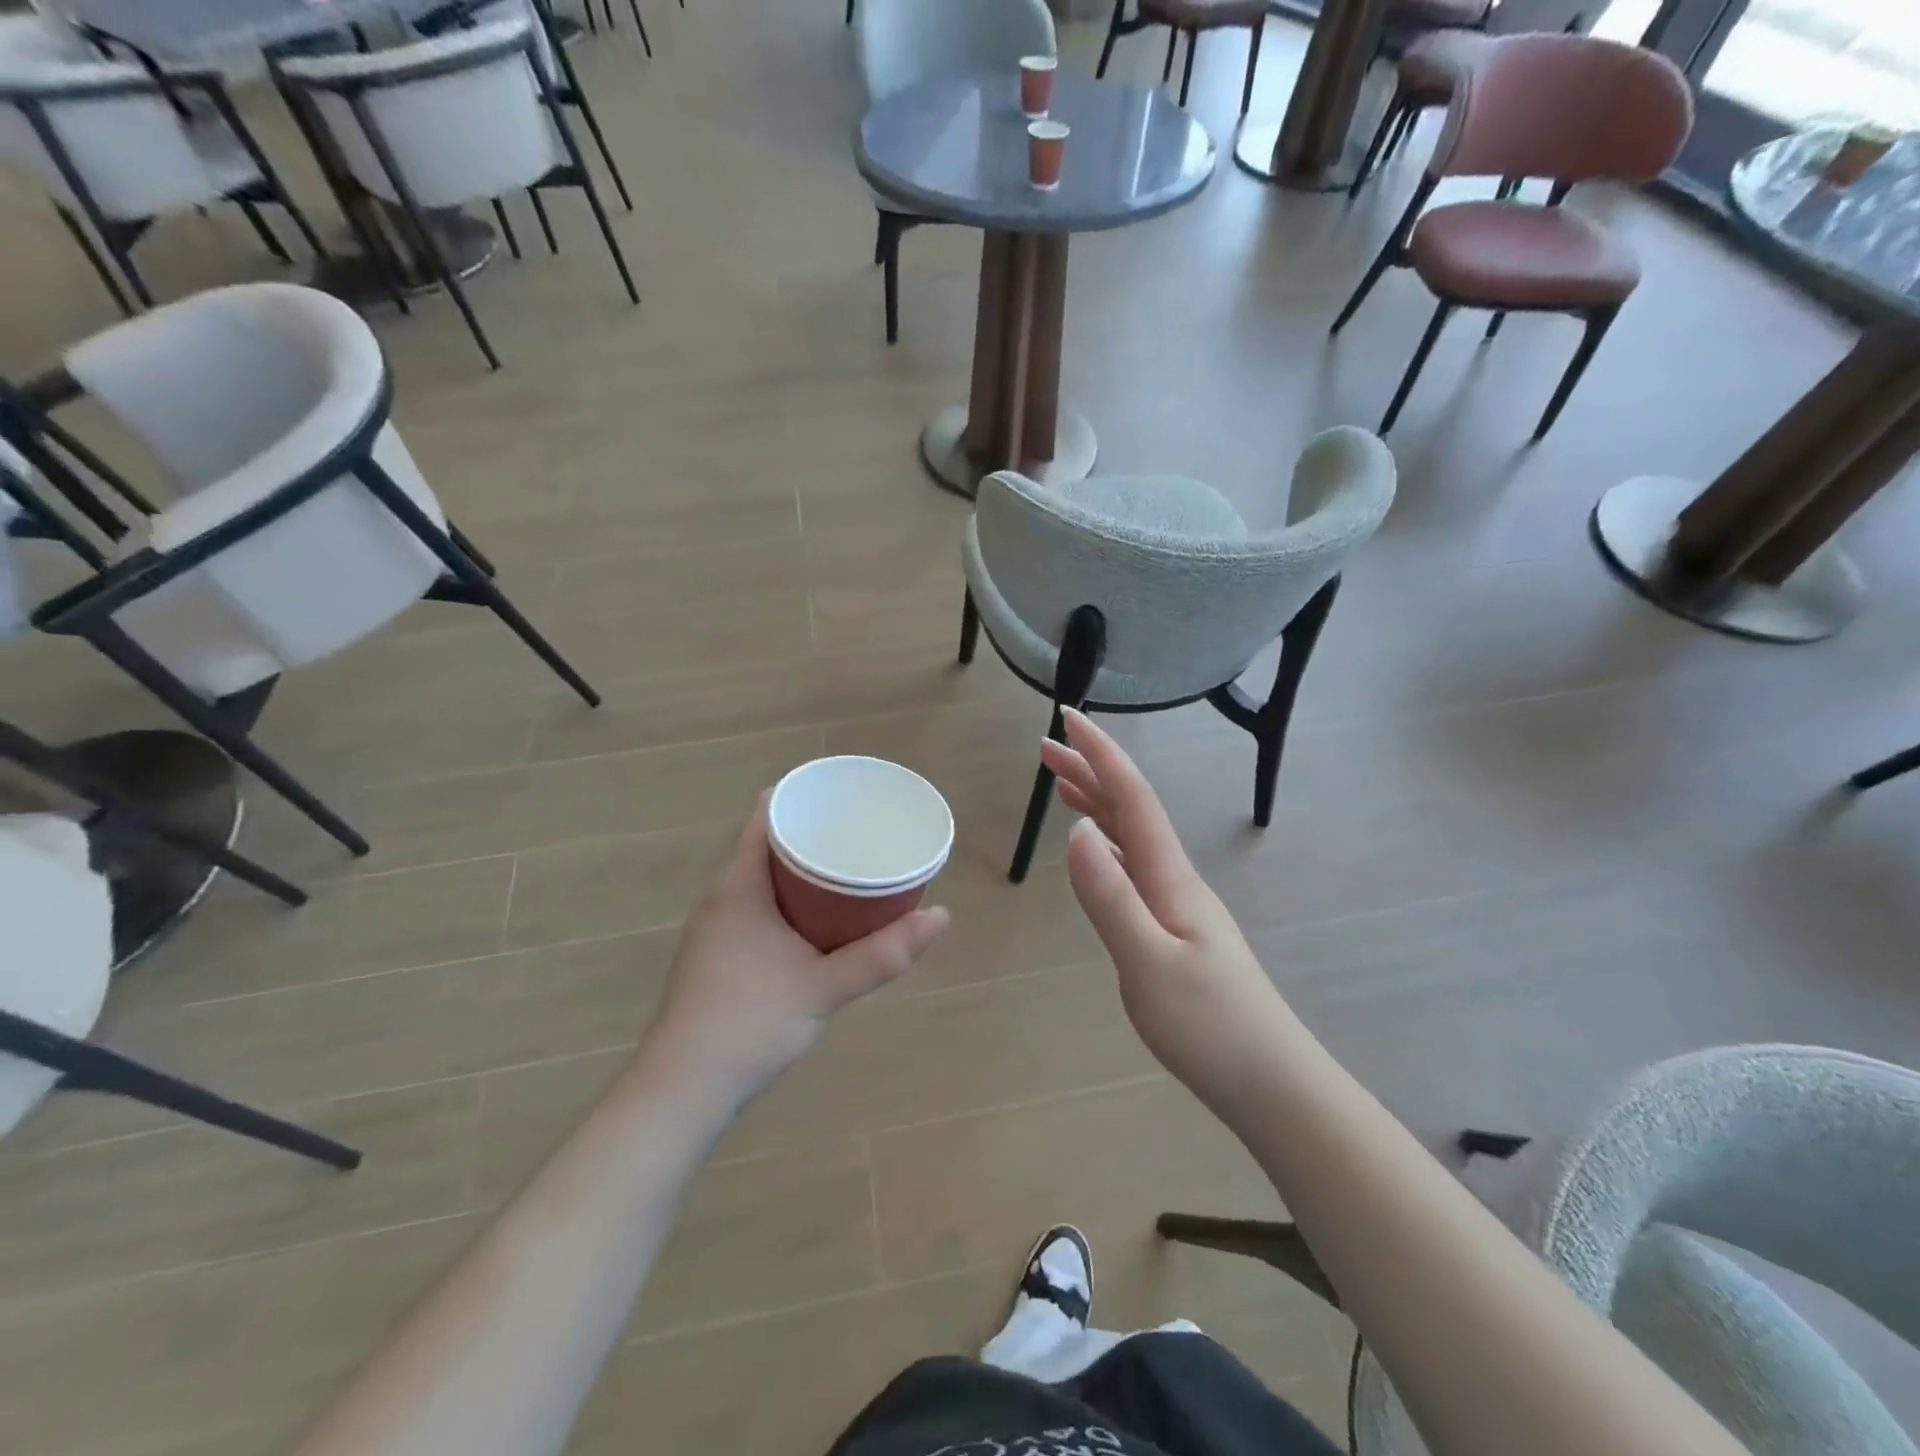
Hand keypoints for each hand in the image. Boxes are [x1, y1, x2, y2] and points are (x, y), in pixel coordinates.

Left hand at [641, 797, 948, 1107]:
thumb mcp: (825, 986)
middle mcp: (721, 900)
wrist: (682, 1091)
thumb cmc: (750, 1024)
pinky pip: (756, 911)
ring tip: (847, 874)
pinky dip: (788, 904)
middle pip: (766, 849)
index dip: (799, 797)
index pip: (764, 818)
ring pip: (762, 884)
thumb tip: (941, 917)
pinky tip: (816, 926)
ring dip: (800, 875)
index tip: (841, 796)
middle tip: (858, 836)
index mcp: (739, 889)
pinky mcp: (715, 959)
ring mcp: (715, 932)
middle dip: (811, 838)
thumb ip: (883, 954)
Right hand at [1043, 710, 1290, 1118]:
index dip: (1101, 755)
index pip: (1133, 798)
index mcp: (1170, 877)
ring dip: (1098, 802)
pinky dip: (1109, 842)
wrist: (1270, 1082)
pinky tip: (1099, 850)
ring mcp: (1178, 904)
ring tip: (1064, 783)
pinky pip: (1134, 865)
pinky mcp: (1176, 929)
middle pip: (1130, 809)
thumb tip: (1076, 832)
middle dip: (1090, 771)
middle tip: (1047, 747)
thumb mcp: (1148, 964)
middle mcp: (1175, 879)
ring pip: (1133, 836)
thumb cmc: (1210, 1026)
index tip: (1069, 718)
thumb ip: (1110, 898)